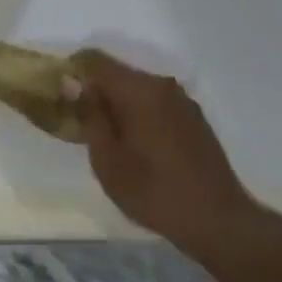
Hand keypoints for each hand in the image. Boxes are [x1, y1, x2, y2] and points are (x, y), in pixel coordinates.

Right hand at [72, 51, 268, 257]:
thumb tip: (73, 82)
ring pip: (138, 88)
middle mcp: (161, 84)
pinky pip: (156, 102)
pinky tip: (139, 145)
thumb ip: (89, 115)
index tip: (61, 96)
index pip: (95, 59)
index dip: (73, 70)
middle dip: (96, 90)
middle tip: (82, 123)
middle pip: (117, 72)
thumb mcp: (108, 160)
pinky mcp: (194, 117)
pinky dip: (140, 113)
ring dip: (119, 104)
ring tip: (111, 138)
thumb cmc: (154, 191)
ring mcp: (182, 100)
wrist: (219, 221)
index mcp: (138, 90)